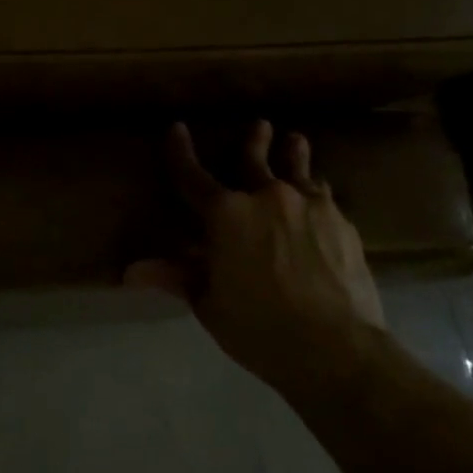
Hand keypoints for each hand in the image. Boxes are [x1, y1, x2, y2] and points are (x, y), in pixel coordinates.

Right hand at [126, 122, 386, 397]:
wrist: (336, 347)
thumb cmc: (258, 326)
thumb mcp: (208, 303)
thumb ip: (176, 276)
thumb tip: (131, 271)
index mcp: (225, 214)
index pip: (192, 175)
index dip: (181, 152)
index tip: (177, 128)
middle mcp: (266, 197)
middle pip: (254, 160)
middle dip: (253, 141)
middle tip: (259, 125)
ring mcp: (309, 206)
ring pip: (297, 170)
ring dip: (293, 153)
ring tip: (295, 140)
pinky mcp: (341, 223)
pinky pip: (323, 195)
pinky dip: (314, 190)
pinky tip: (319, 193)